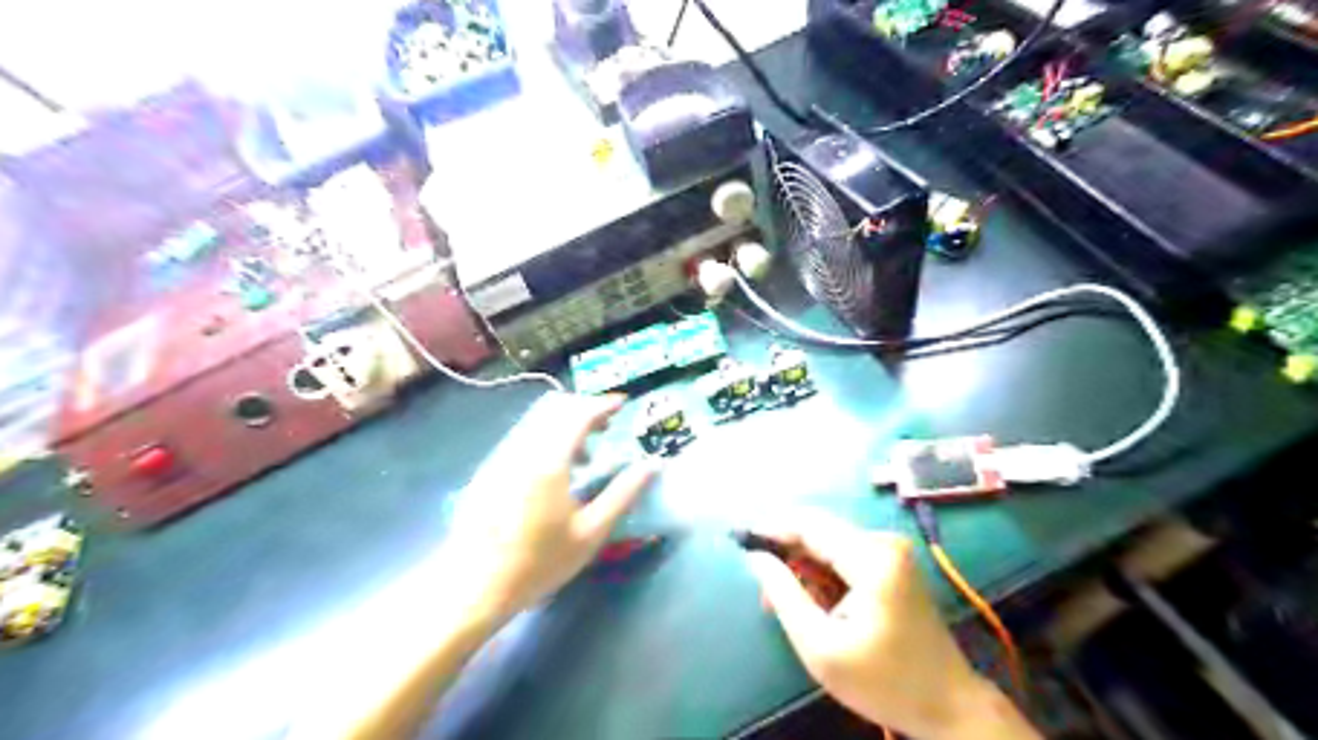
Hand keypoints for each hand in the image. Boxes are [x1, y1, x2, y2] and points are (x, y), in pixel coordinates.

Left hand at [441, 393, 655, 624]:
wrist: (473, 587)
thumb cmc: (539, 563)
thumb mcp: (591, 533)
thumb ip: (623, 494)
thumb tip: (652, 466)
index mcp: (548, 461)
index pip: (579, 415)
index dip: (603, 405)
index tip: (624, 404)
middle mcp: (521, 449)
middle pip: (555, 409)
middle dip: (585, 410)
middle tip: (607, 428)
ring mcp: (500, 458)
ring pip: (536, 422)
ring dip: (564, 426)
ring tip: (585, 457)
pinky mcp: (487, 471)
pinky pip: (522, 439)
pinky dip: (545, 440)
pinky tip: (554, 474)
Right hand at [740, 514, 1040, 739]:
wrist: (948, 705)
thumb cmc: (883, 681)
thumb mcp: (821, 646)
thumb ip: (784, 595)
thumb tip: (756, 557)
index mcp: (872, 558)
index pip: (809, 525)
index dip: (771, 528)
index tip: (739, 539)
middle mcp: (884, 543)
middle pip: (819, 531)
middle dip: (786, 553)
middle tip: (762, 586)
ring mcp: (892, 551)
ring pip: (828, 543)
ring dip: (803, 566)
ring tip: (786, 603)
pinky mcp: (893, 563)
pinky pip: (844, 555)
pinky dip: (822, 573)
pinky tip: (814, 602)